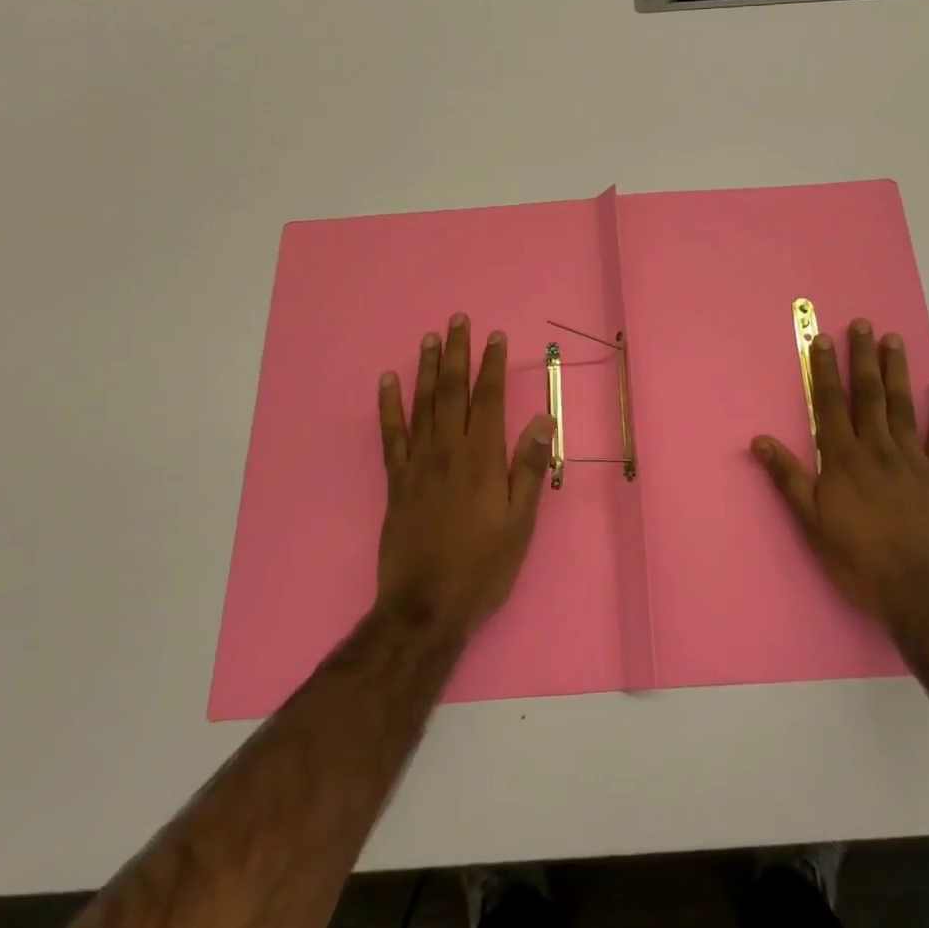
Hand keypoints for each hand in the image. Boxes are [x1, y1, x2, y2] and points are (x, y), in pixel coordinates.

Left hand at [376, 315, 553, 635]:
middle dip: (458, 353)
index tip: (495, 336)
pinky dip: (388, 406)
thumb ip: (528, 467)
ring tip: (430, 338)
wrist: (425, 607)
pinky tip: (387, 381)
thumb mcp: (520, 522)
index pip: (489, 398)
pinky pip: (390, 434)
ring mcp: (417, 463)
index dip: (492, 365)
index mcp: (482, 458)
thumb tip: (541, 419)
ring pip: (422, 404)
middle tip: (458, 320)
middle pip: (453, 390)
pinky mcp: (395, 480)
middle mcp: (448, 450)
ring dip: (427, 368)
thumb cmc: (483, 566)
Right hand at [752, 319, 928, 635]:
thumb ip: (789, 478)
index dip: (824, 370)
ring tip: (894, 340)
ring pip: (902, 406)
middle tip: (863, 324)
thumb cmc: (860, 560)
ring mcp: (913, 460)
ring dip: (896, 371)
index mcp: (843, 459)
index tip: (822, 340)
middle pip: (868, 395)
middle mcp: (877, 449)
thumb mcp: (813, 523)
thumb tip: (760, 440)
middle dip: (862, 358)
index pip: (830, 404)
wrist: (922, 593)